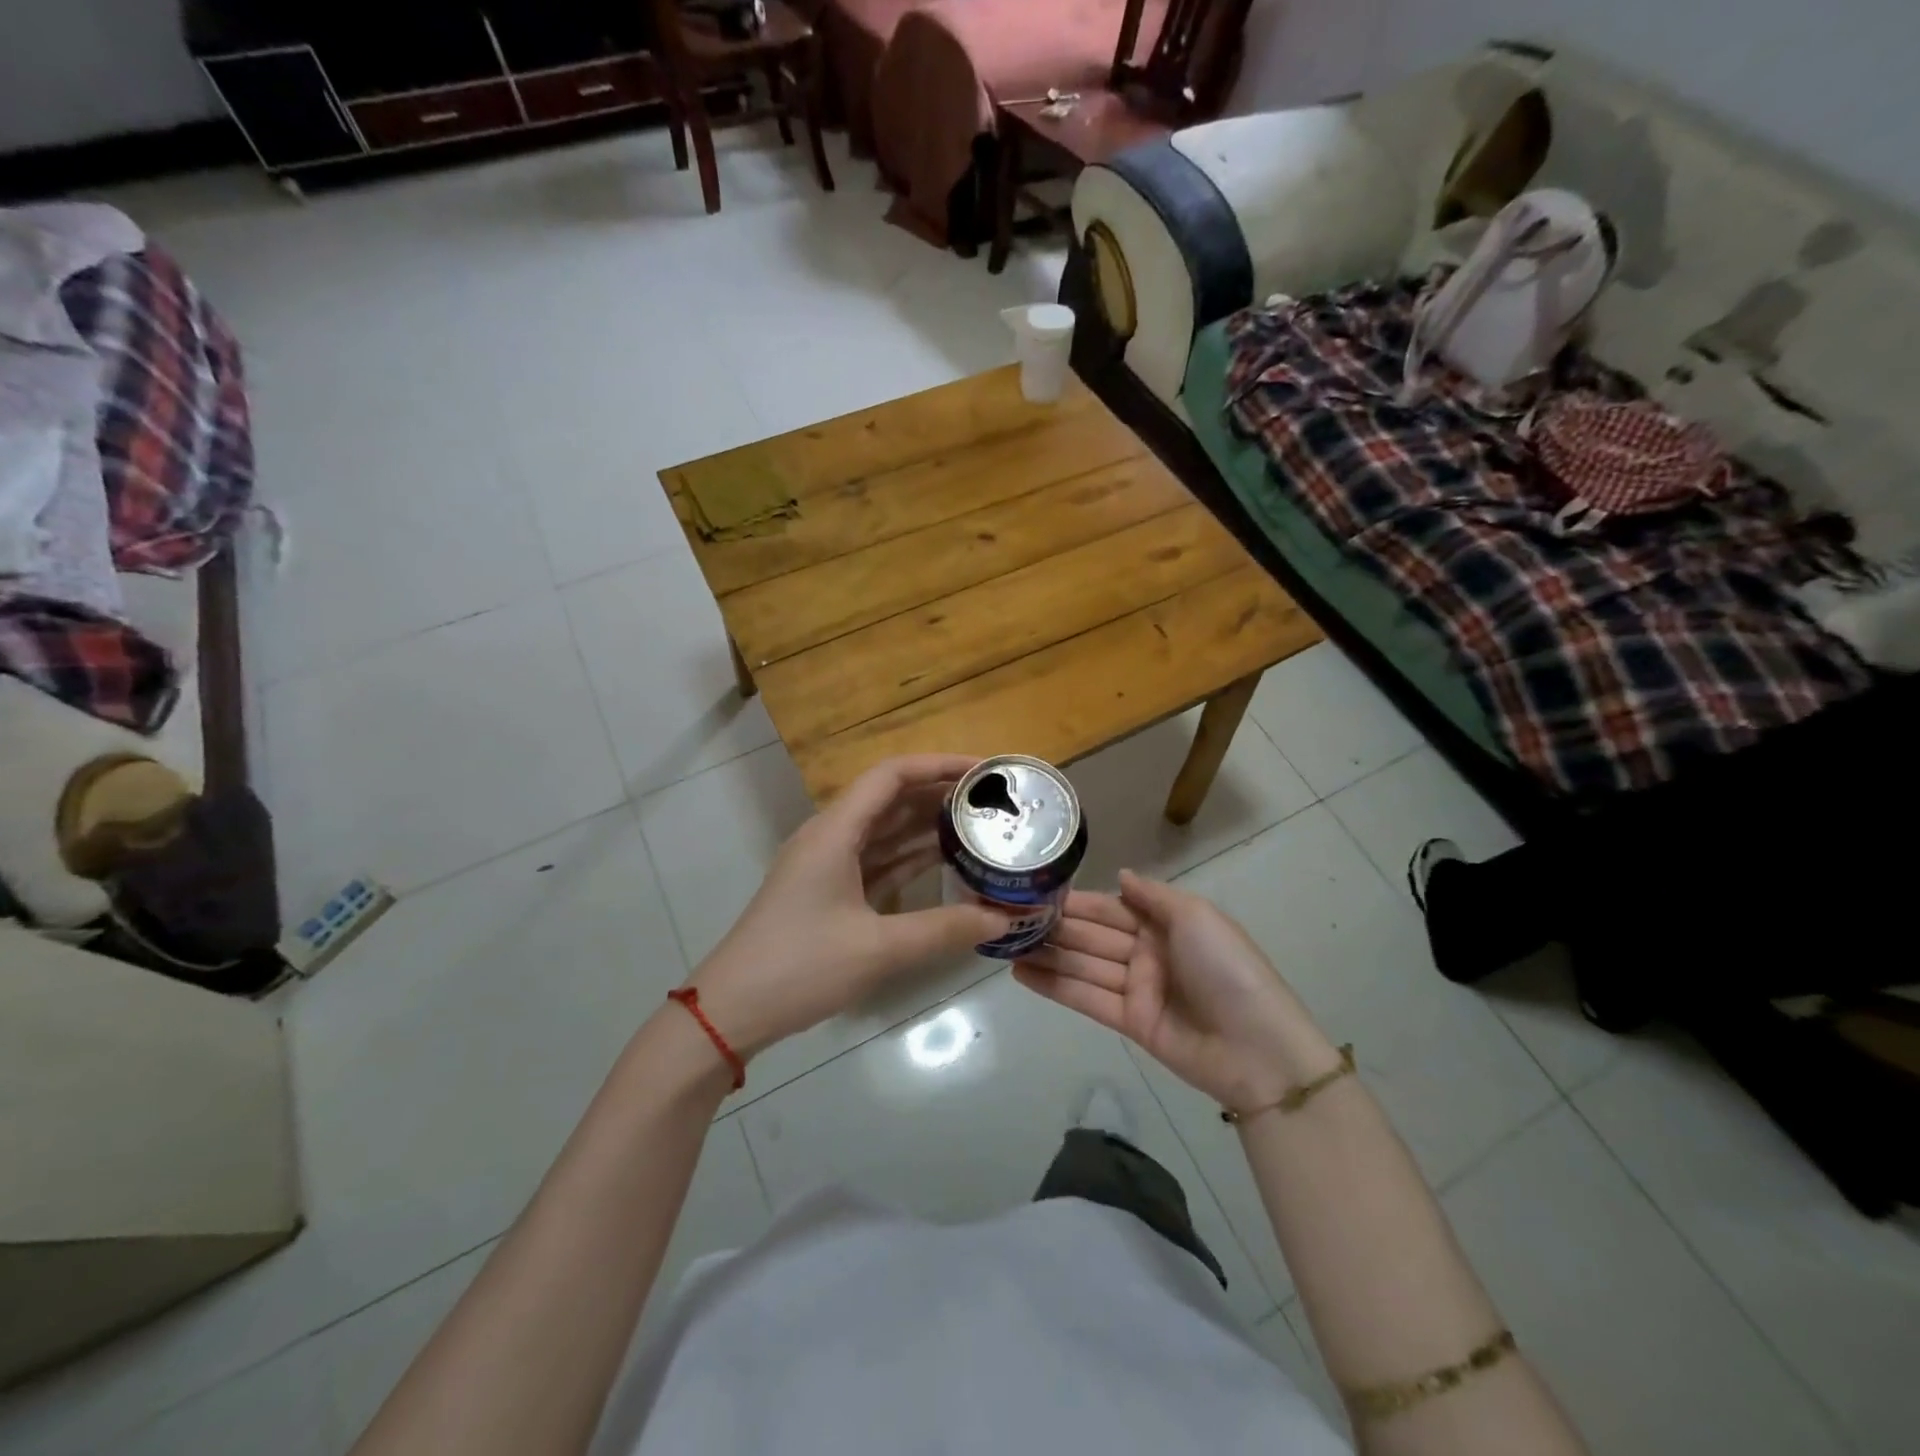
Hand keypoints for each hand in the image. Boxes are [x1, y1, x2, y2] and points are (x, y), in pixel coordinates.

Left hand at [687, 755, 1011, 1059]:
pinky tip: (947, 865)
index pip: (891, 775)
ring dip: (928, 827)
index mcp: (834, 831)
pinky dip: (911, 859)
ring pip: (886, 831)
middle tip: (994, 803)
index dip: (939, 765)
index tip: (984, 772)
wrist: (730, 1011)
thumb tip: (1005, 918)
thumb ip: (945, 930)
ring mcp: (828, 865)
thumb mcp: (878, 949)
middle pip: (891, 798)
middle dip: (941, 795)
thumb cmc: (800, 967)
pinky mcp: (829, 891)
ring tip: (981, 828)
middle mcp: (831, 836)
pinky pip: (878, 860)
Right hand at [1013, 870, 1339, 1110]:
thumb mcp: (1196, 917)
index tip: (1037, 892)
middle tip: (1008, 918)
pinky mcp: (1129, 1022)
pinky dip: (1054, 986)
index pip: (1111, 907)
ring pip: (1083, 966)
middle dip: (1054, 927)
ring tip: (1004, 945)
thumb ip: (1153, 896)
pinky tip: (1021, 973)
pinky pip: (1086, 998)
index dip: (1077, 902)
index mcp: (1166, 923)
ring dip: (1046, 955)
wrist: (1256, 1047)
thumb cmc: (1226, 969)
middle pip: (1092, 936)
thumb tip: (1120, 875)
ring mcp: (1137, 988)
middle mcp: (1147, 951)